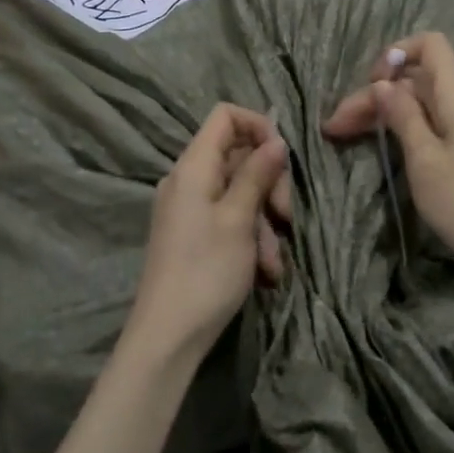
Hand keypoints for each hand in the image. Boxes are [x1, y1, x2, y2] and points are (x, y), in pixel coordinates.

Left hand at [125, 103, 289, 369]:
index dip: (258, 126)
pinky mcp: (194, 235)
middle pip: (238, 156)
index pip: (225, 116)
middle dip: (268, 184)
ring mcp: (189, 209)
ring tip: (274, 261)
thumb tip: (276, 141)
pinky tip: (265, 272)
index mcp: (193, 166)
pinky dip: (250, 239)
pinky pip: (228, 220)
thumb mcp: (239, 219)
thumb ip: (258, 174)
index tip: (282, 158)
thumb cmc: (206, 271)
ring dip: (264, 222)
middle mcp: (188, 180)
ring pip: (239, 194)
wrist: (168, 336)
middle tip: (285, 216)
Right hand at [323, 32, 453, 280]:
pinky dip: (401, 128)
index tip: (372, 85)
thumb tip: (383, 83)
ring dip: (383, 113)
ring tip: (344, 134)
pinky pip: (430, 122)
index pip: (429, 45)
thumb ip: (402, 115)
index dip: (396, 54)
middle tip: (335, 126)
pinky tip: (380, 145)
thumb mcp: (425, 158)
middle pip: (415, 78)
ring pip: (419, 102)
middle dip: (374, 94)